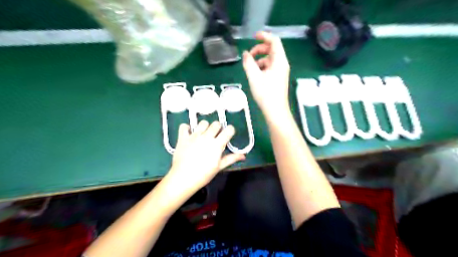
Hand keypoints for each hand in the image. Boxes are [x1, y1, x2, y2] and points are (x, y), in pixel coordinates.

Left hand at [165, 119, 244, 198]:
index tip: (228, 135)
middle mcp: (207, 137)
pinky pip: (184, 126)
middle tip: (215, 136)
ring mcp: (194, 136)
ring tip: (203, 135)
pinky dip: (186, 128)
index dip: (230, 131)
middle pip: (216, 123)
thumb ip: (231, 158)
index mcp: (217, 144)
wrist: (183, 178)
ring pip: (202, 122)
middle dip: (218, 128)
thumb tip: (244, 156)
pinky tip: (189, 134)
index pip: (229, 129)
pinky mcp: (183, 137)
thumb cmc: (204, 174)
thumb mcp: (219, 167)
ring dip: (204, 127)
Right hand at [243, 30, 288, 115]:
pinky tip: (255, 74)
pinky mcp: (278, 78)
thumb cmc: (266, 93)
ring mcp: (281, 71)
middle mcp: (282, 64)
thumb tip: (245, 54)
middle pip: (272, 49)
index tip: (253, 37)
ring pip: (270, 59)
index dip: (264, 36)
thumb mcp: (254, 77)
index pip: (274, 41)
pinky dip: (262, 67)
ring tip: (250, 67)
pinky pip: (270, 67)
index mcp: (279, 60)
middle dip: (259, 49)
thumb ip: (248, 63)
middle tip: (249, 56)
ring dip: (259, 59)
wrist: (275, 111)